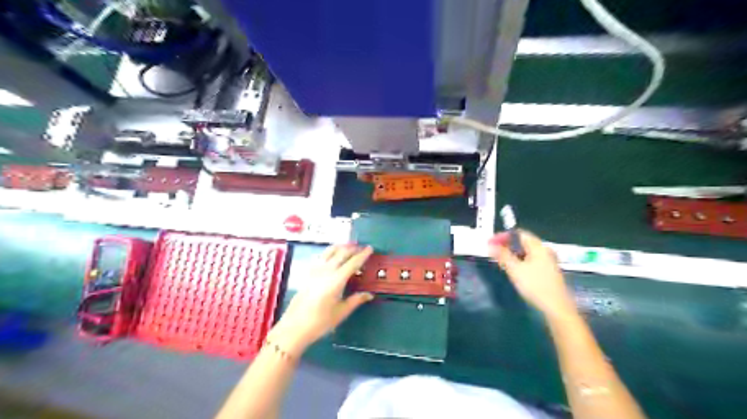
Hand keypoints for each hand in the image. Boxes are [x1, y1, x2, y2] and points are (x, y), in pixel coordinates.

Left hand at [268, 246, 373, 355]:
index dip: (362, 255)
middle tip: (362, 247)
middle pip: (341, 253)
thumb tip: (369, 294)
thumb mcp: (341, 312)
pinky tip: (331, 254)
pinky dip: (329, 251)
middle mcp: (326, 271)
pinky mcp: (308, 273)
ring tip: (348, 246)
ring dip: (340, 247)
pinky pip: (321, 257)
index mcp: (337, 280)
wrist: (294, 327)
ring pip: (329, 251)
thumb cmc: (320, 322)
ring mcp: (315, 271)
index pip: (353, 263)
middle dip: (352, 248)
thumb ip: (355, 300)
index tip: (370, 248)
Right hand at [491, 231, 575, 317]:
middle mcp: (544, 251)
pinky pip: (531, 260)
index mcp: (538, 247)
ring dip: (512, 253)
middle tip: (493, 252)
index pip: (519, 233)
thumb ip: (502, 255)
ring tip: (500, 260)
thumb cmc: (535, 285)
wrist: (557, 307)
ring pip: (526, 252)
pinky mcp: (548, 271)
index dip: (503, 236)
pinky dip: (519, 260)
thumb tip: (490, 244)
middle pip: (523, 242)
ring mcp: (547, 261)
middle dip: (507, 245)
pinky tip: (513, 269)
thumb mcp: (515, 269)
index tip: (490, 243)